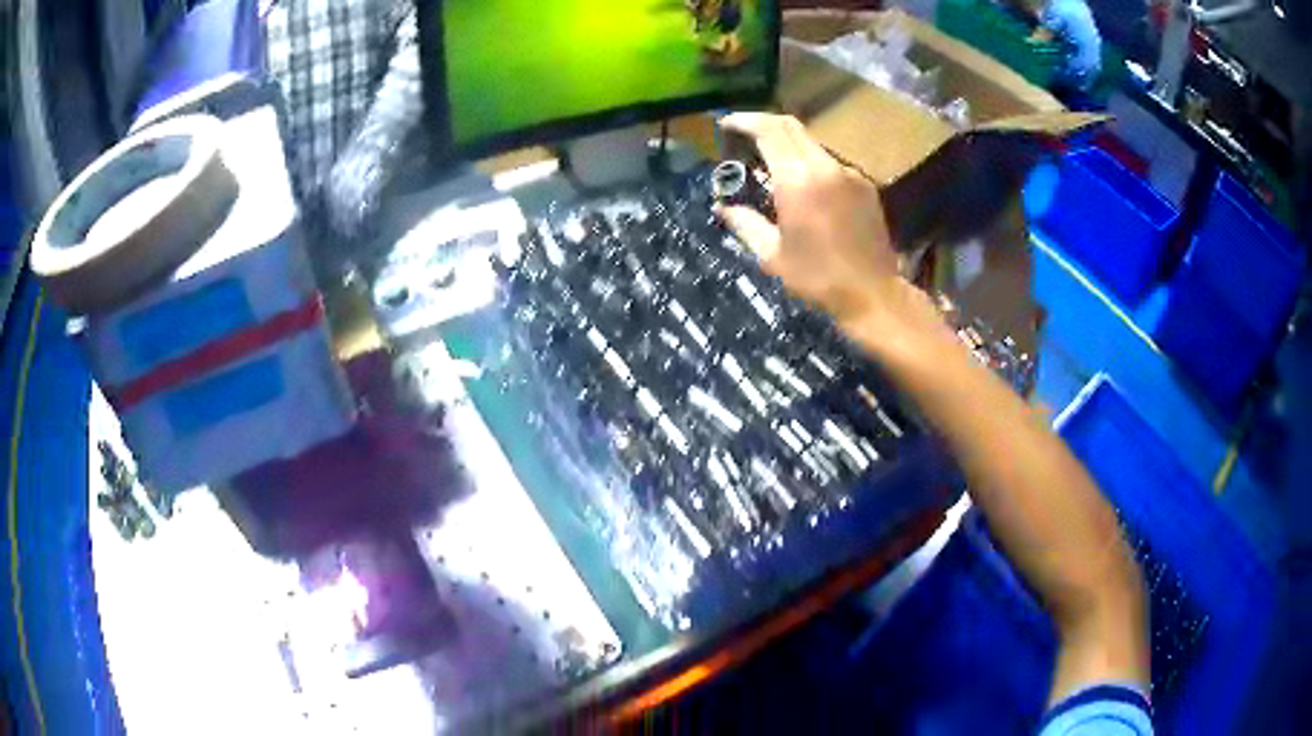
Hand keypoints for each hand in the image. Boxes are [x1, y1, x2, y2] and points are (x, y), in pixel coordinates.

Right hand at [715, 113, 900, 326]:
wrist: (873, 294)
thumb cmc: (818, 278)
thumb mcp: (772, 255)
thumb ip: (744, 223)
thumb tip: (722, 207)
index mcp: (798, 180)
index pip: (769, 130)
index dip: (744, 120)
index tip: (726, 123)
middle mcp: (825, 167)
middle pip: (791, 126)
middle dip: (764, 124)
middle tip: (743, 135)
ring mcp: (849, 173)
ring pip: (811, 143)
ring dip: (787, 144)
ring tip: (770, 164)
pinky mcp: (864, 184)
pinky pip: (830, 162)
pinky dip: (809, 162)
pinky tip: (803, 185)